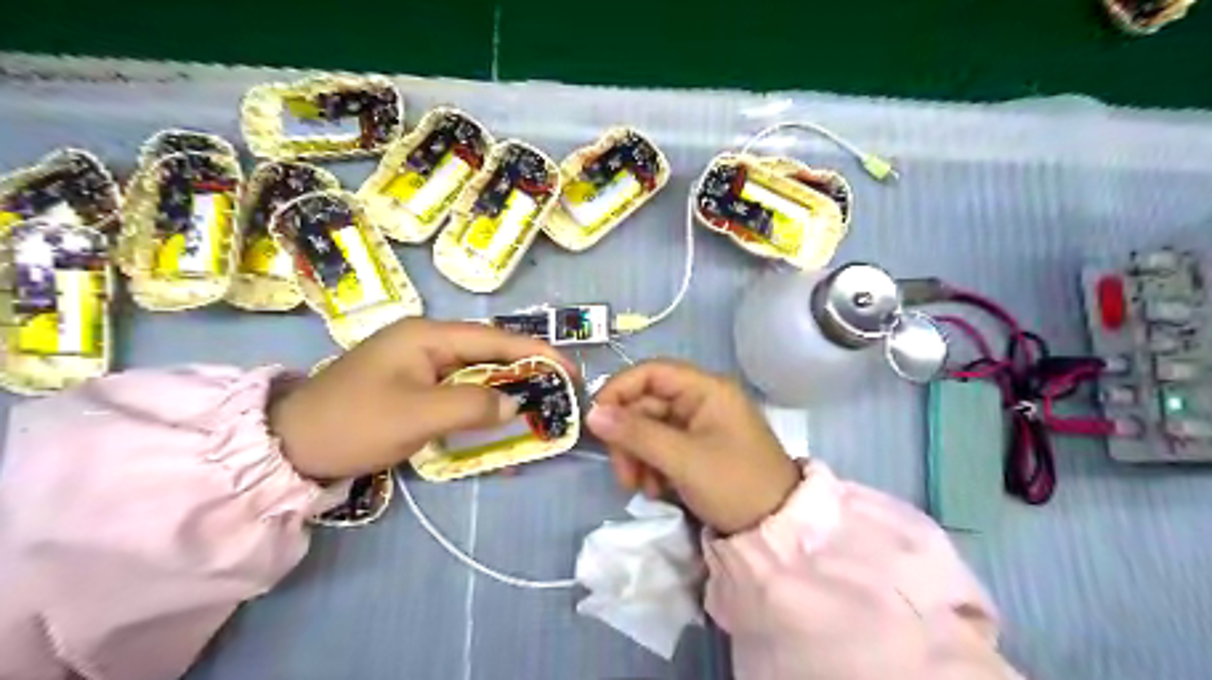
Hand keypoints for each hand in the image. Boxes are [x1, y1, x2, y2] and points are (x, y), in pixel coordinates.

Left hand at [269, 319, 575, 477]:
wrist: (290, 447)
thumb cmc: (354, 423)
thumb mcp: (417, 415)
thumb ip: (472, 406)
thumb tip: (514, 405)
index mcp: (428, 335)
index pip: (496, 339)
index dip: (537, 352)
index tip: (571, 371)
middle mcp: (427, 342)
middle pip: (490, 352)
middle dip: (526, 371)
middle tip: (559, 393)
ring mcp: (419, 365)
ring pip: (477, 373)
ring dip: (506, 390)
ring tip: (538, 407)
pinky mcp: (413, 387)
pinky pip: (459, 392)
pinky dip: (481, 406)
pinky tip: (498, 423)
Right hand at [591, 359, 802, 534]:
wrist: (777, 528)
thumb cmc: (735, 484)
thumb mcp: (683, 459)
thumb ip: (636, 434)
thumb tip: (592, 413)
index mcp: (705, 389)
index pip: (650, 372)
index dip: (619, 390)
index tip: (596, 420)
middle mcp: (701, 400)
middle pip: (646, 404)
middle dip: (628, 438)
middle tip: (624, 474)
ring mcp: (699, 425)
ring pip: (650, 428)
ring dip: (638, 456)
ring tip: (641, 488)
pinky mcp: (697, 448)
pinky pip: (662, 447)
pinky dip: (651, 466)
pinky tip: (655, 490)